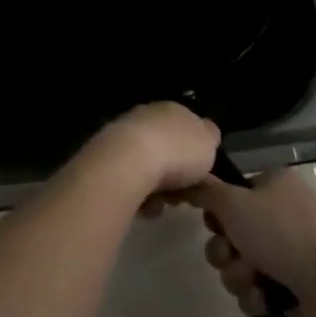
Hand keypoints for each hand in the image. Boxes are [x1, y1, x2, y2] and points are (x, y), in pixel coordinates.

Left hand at [78, 101, 219, 204]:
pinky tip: (143, 207)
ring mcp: (124, 134)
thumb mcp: (208, 142)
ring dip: (155, 187)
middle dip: (173, 174)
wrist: (130, 160)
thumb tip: (205, 133)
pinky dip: (137, 193)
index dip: (194, 154)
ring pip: (146, 165)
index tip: (199, 177)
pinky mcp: (107, 156)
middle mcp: (146, 116)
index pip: (186, 128)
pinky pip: (128, 178)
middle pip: (165, 147)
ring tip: (160, 206)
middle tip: (180, 196)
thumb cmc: (178, 151)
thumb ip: (208, 137)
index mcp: (172, 109)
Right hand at [189, 171, 315, 316]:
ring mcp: (288, 254)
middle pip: (231, 234)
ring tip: (254, 280)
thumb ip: (207, 192)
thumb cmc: (280, 232)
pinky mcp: (292, 288)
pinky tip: (266, 299)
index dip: (216, 212)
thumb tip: (191, 181)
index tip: (212, 223)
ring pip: (240, 265)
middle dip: (225, 251)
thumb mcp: (234, 202)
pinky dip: (257, 296)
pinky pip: (256, 291)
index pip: (231, 195)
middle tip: (230, 254)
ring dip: (239, 275)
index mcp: (273, 186)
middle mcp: (280, 216)